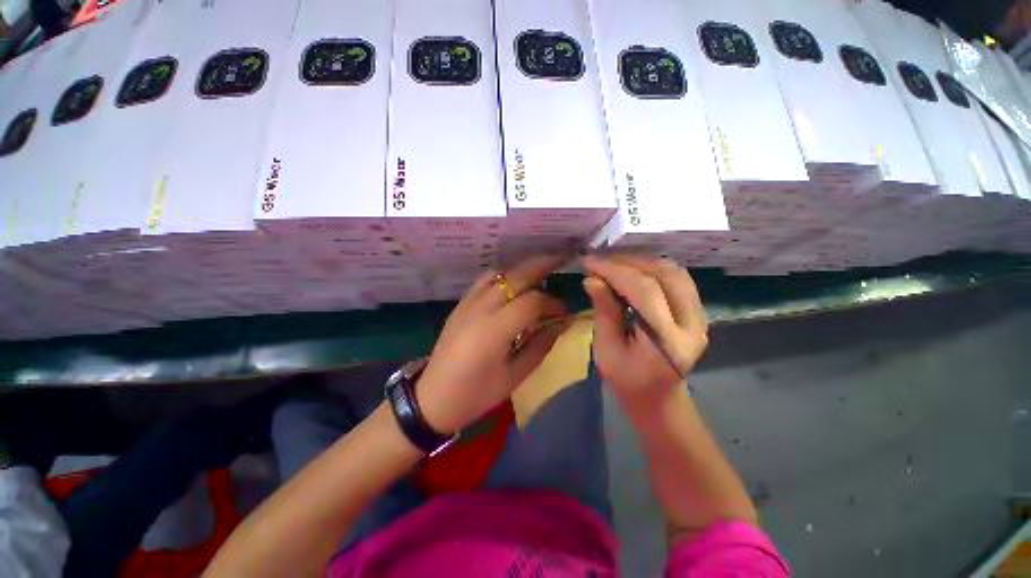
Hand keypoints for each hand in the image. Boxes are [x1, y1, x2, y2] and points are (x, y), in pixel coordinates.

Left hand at [416, 256, 569, 433]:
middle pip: (516, 276)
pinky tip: (514, 283)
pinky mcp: (460, 304)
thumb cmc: (477, 394)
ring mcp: (467, 303)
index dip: (553, 304)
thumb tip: (561, 323)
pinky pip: (485, 280)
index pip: (532, 301)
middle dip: (542, 266)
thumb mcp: (515, 376)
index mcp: (494, 330)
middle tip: (562, 262)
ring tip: (540, 271)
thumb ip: (541, 345)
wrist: (433, 398)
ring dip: (522, 269)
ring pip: (499, 273)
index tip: (563, 314)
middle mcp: (480, 309)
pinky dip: (504, 276)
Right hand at [582, 255, 708, 412]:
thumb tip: (592, 278)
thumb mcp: (606, 350)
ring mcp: (701, 316)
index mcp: (668, 343)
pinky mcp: (698, 311)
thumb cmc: (626, 380)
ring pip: (674, 271)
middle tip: (600, 260)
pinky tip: (632, 269)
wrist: (658, 398)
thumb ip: (604, 311)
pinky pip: (678, 278)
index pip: (644, 291)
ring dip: (641, 261)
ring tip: (613, 262)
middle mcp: (693, 325)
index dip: (615, 271)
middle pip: (664, 275)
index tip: (589, 262)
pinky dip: (652, 268)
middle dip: (627, 261)